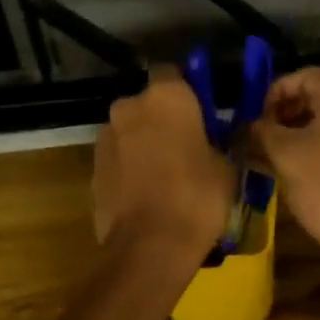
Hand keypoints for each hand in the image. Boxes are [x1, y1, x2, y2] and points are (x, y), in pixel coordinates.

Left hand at [93, 67, 230, 252]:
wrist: (150, 246)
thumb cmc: (198, 197)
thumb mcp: (227, 166)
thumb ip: (220, 142)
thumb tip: (220, 138)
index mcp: (166, 97)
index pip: (174, 72)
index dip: (189, 89)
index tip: (203, 111)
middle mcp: (129, 107)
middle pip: (148, 104)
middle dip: (164, 119)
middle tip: (189, 145)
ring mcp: (106, 139)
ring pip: (131, 132)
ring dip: (145, 144)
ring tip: (169, 175)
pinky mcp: (93, 169)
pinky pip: (119, 160)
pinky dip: (132, 169)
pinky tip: (150, 194)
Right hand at [255, 68, 319, 257]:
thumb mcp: (284, 154)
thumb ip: (263, 130)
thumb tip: (251, 124)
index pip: (303, 76)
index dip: (273, 93)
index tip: (253, 117)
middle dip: (286, 112)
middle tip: (260, 135)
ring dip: (301, 131)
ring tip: (272, 153)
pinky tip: (298, 166)